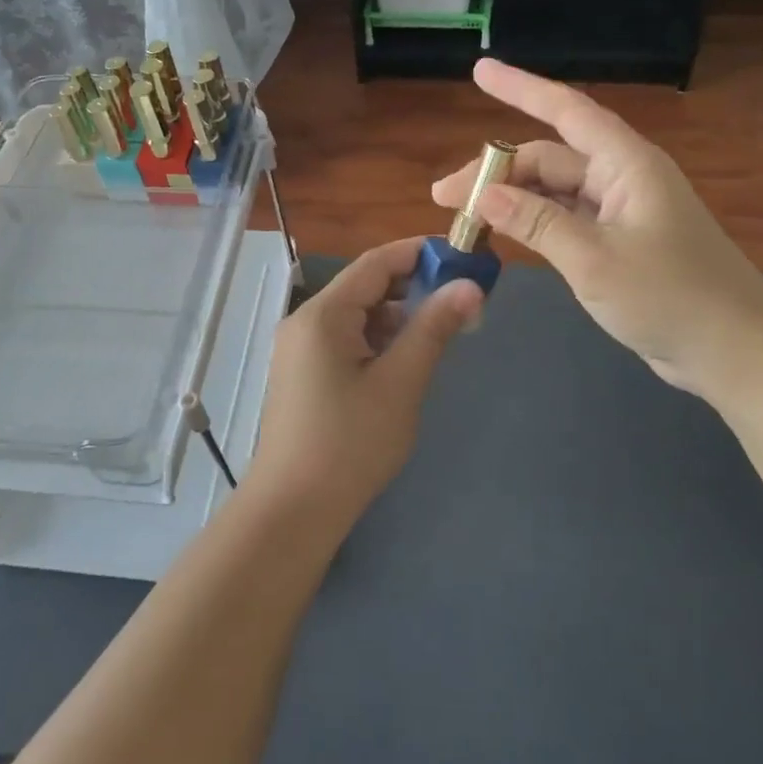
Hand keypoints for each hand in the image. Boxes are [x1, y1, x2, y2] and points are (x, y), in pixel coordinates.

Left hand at [247, 238, 482, 529]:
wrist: (292, 510)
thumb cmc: (349, 444)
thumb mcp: (400, 383)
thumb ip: (433, 329)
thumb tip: (470, 286)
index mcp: (323, 314)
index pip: (376, 262)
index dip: (420, 253)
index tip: (462, 256)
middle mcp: (306, 321)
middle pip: (365, 286)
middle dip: (413, 287)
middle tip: (461, 301)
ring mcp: (300, 348)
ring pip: (357, 316)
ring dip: (398, 317)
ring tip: (441, 333)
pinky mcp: (303, 373)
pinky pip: (346, 340)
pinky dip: (378, 340)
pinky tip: (405, 361)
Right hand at [432, 59, 762, 398]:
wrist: (733, 351)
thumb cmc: (671, 296)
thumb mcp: (595, 260)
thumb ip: (536, 223)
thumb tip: (481, 195)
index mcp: (625, 165)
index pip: (567, 111)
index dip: (521, 88)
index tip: (479, 71)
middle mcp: (620, 179)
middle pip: (548, 159)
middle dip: (495, 171)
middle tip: (444, 197)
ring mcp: (619, 213)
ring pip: (552, 192)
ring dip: (509, 200)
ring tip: (462, 217)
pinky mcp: (617, 244)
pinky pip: (563, 220)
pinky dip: (531, 224)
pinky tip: (500, 235)